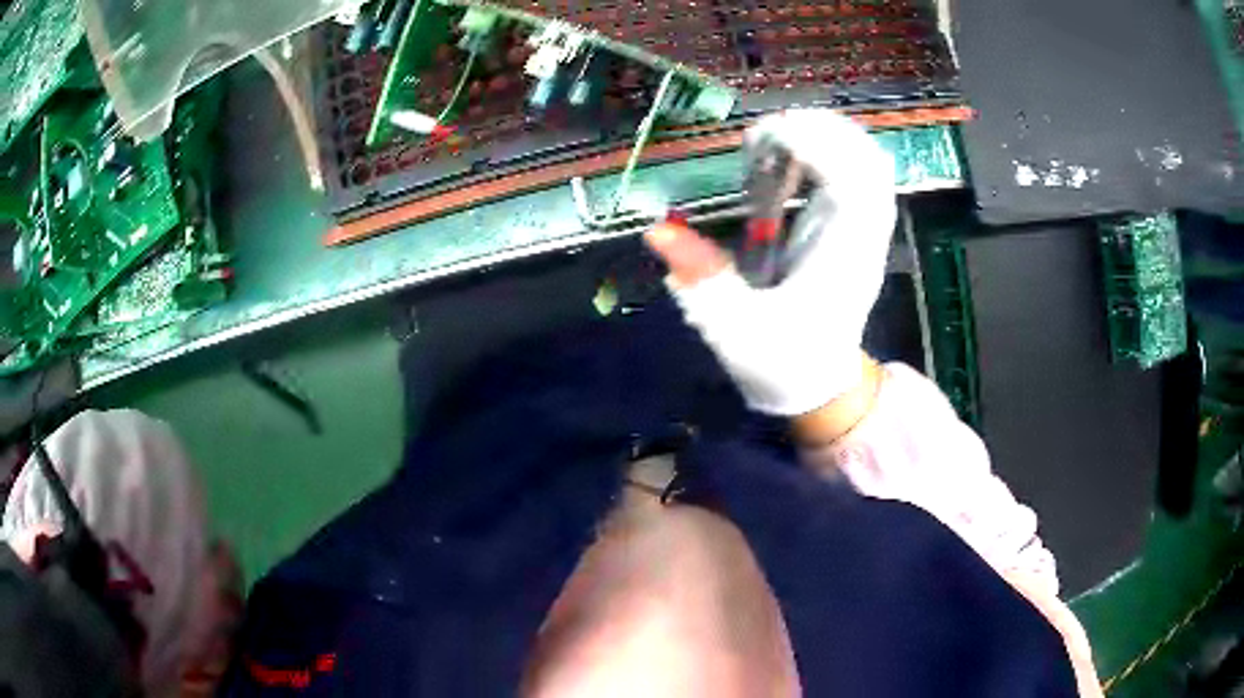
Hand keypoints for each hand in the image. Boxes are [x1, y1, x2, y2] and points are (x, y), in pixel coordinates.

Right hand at [645, 109, 895, 415]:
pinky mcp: (853, 229)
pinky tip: (792, 154)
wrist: (817, 385)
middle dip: (821, 131)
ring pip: (868, 163)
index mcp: (845, 259)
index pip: (853, 184)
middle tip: (766, 132)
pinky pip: (857, 174)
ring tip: (775, 137)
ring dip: (827, 136)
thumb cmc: (781, 362)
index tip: (768, 138)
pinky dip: (829, 151)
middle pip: (868, 161)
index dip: (817, 148)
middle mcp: (864, 238)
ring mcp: (864, 231)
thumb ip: (701, 280)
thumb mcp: (735, 329)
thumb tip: (658, 231)